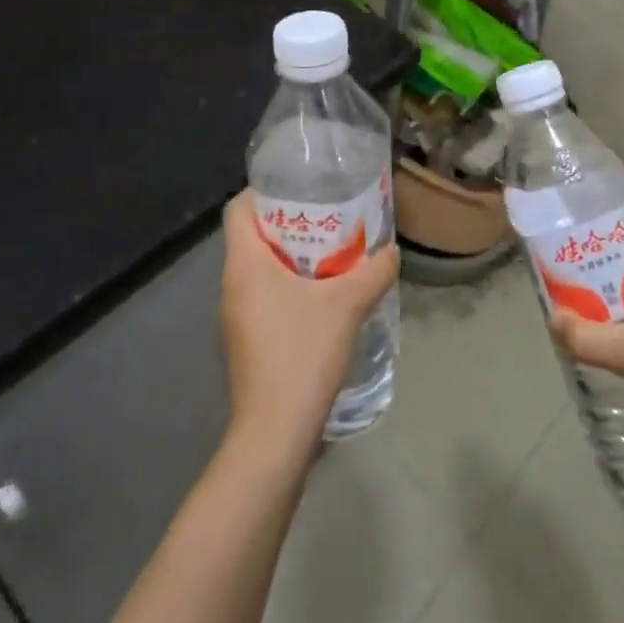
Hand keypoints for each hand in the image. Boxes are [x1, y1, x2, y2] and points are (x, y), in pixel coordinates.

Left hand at [219, 190, 398, 457]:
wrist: (274, 434)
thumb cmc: (302, 354)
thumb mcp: (347, 305)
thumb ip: (374, 271)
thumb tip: (391, 251)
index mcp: (244, 265)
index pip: (237, 209)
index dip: (263, 191)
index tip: (300, 188)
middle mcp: (232, 286)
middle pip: (252, 236)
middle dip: (289, 222)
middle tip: (329, 216)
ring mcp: (236, 317)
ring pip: (260, 269)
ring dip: (292, 256)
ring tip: (333, 252)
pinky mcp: (246, 342)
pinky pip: (264, 297)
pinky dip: (289, 286)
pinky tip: (323, 297)